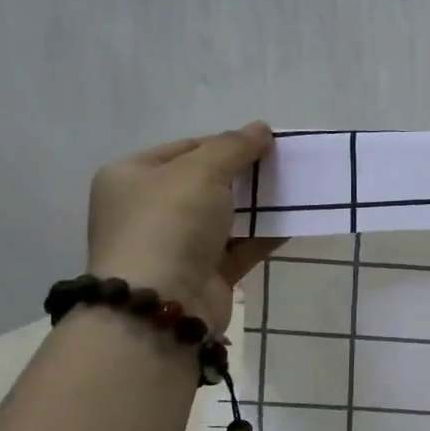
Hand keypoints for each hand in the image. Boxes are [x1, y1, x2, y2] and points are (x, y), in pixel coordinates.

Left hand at [86, 124, 282, 329]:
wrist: (162, 303)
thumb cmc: (169, 224)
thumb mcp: (200, 172)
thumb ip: (233, 147)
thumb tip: (261, 128)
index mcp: (133, 177)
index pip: (185, 149)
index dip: (226, 143)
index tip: (265, 144)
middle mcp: (150, 210)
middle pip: (207, 183)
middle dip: (246, 175)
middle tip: (283, 166)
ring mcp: (178, 245)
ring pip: (227, 216)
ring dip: (260, 206)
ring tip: (296, 191)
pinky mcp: (206, 274)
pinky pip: (242, 247)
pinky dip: (266, 235)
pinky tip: (296, 222)